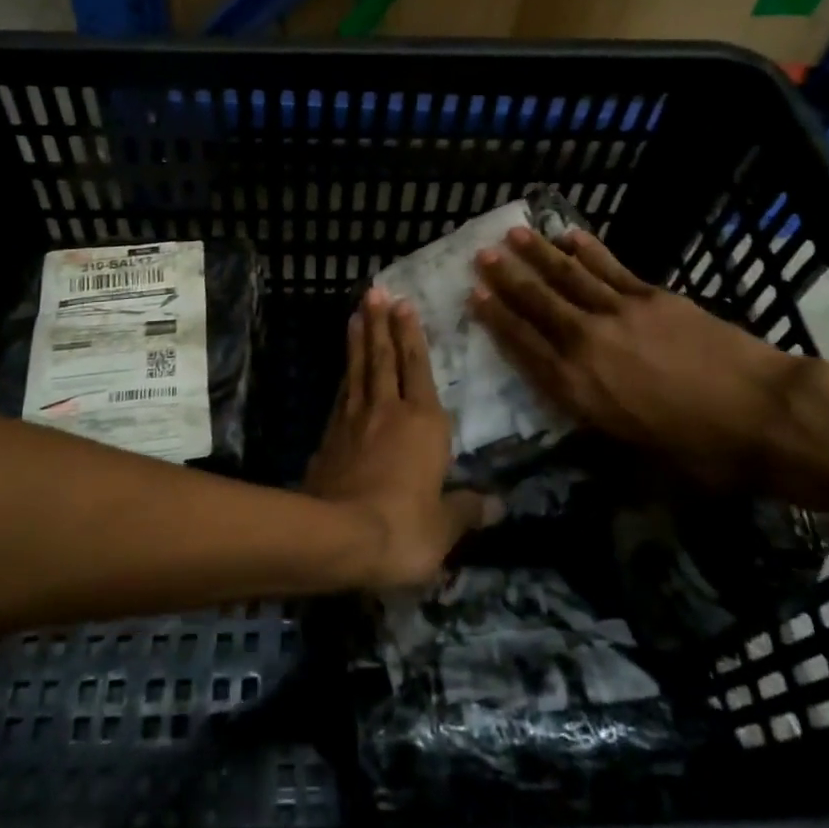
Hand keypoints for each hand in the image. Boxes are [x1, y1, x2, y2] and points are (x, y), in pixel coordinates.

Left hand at [304, 289, 498, 589]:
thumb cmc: (404, 527)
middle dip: (382, 324)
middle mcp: (389, 411)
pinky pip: (342, 396)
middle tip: (376, 292)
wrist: (338, 535)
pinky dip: (345, 376)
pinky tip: (344, 369)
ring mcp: (354, 421)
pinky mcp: (330, 437)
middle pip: (384, 358)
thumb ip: (468, 510)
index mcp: (424, 423)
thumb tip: (498, 505)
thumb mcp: (444, 527)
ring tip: (357, 314)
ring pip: (359, 370)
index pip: (419, 368)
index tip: (404, 304)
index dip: (412, 335)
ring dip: (359, 340)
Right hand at [469, 227, 800, 490]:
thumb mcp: (634, 452)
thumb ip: (596, 419)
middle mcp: (587, 344)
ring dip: (539, 254)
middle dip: (508, 278)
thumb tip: (577, 402)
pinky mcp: (651, 296)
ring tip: (514, 234)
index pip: (524, 346)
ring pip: (568, 277)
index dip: (496, 319)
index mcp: (578, 388)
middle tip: (483, 254)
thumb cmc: (700, 450)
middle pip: (538, 304)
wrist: (764, 415)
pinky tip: (570, 234)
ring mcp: (619, 314)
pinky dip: (588, 249)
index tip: (474, 295)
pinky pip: (610, 267)